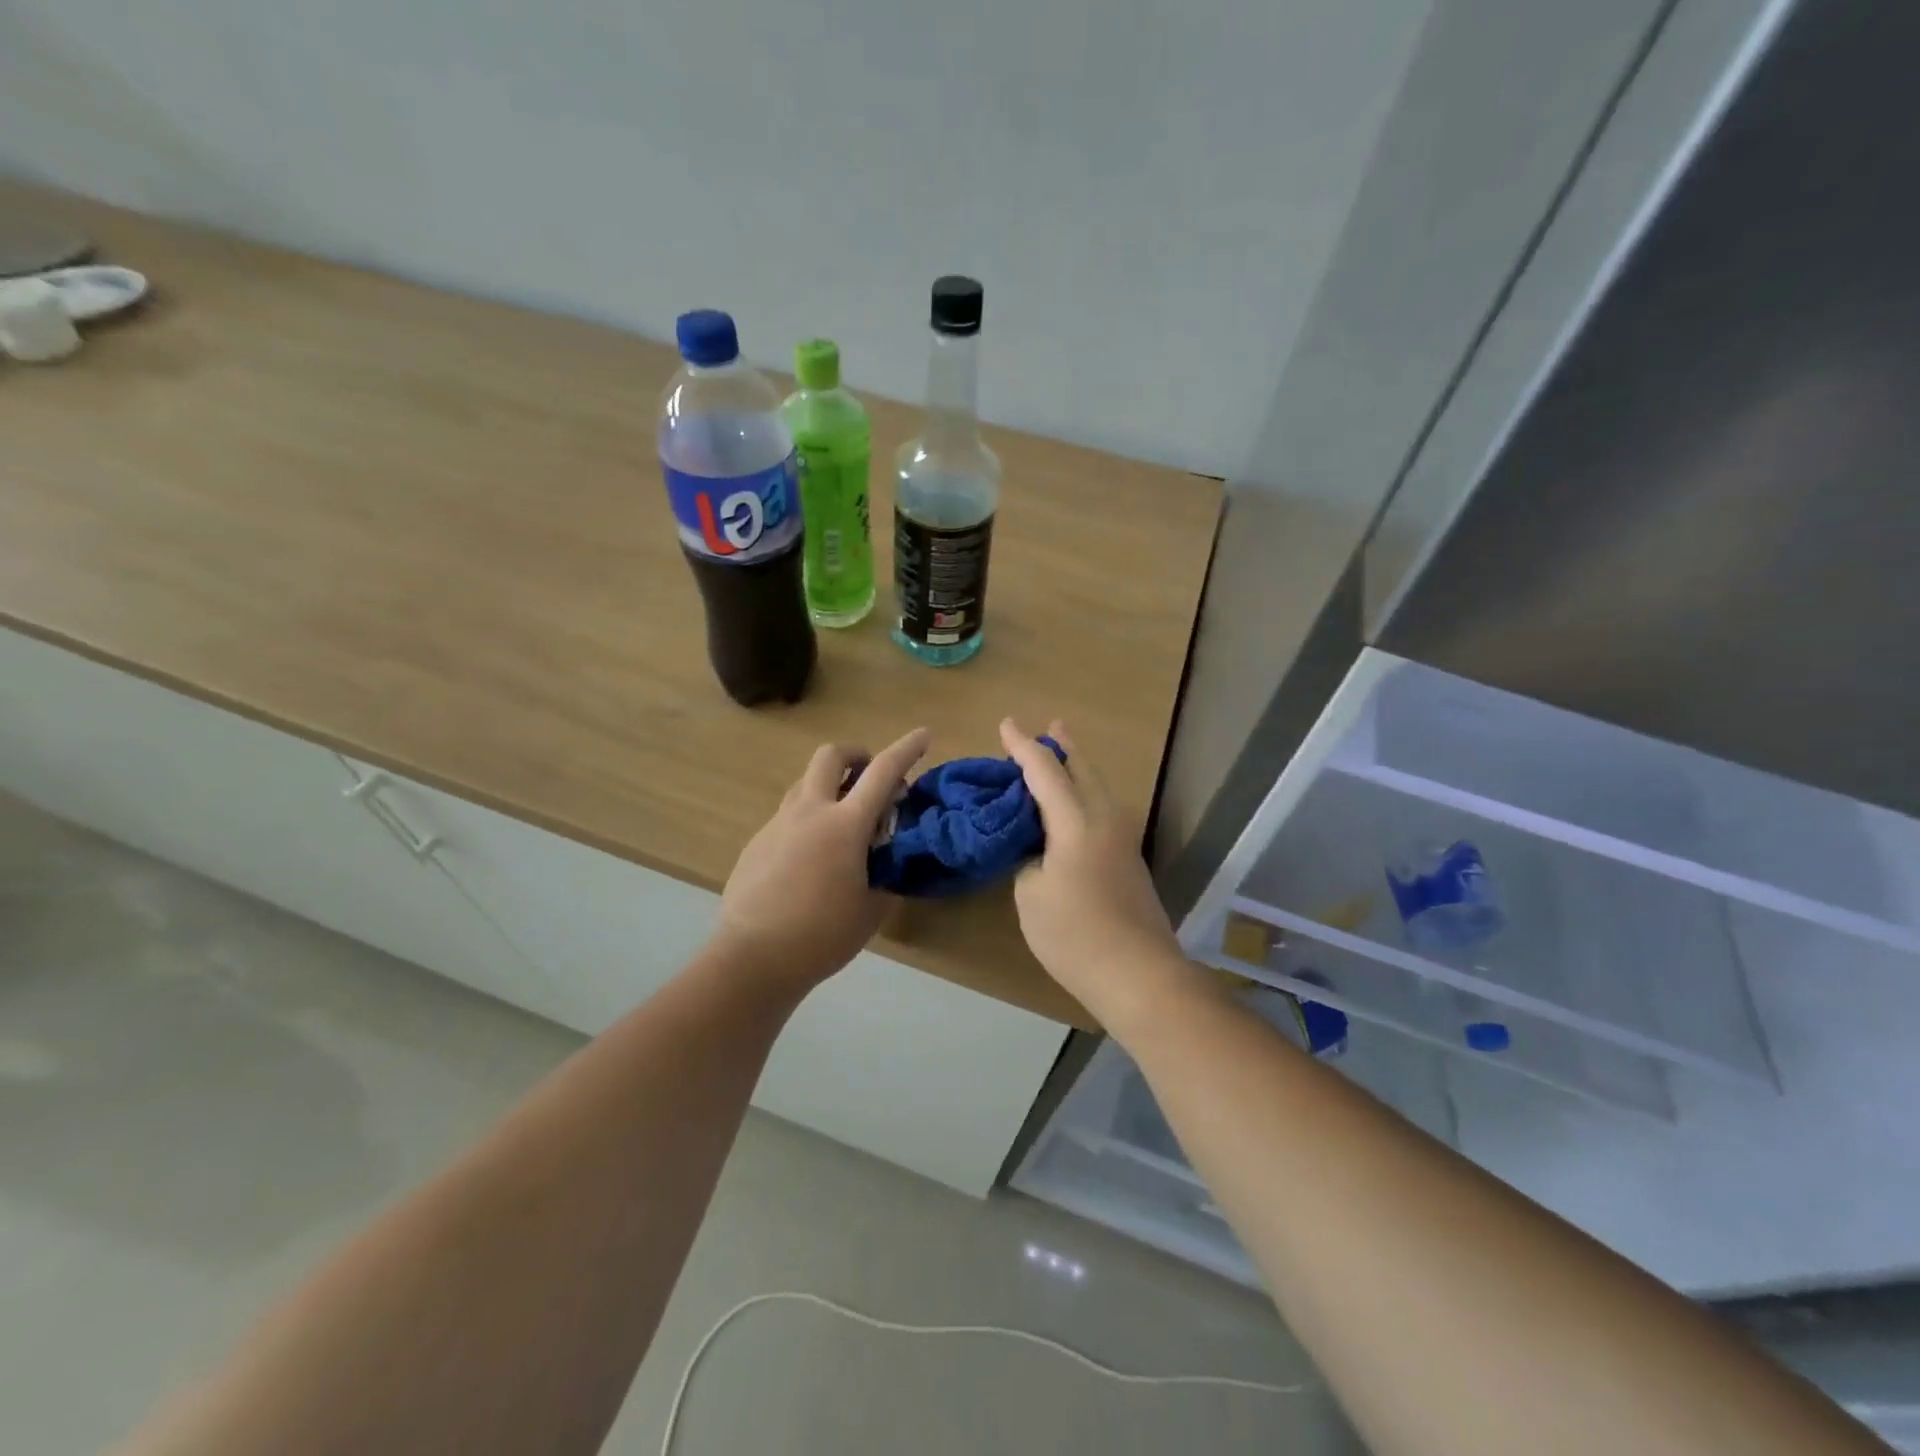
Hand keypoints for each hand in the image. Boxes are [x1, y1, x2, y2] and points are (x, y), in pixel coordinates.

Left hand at [715, 727, 930, 990]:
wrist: (753, 958)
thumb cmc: (822, 935)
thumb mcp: (872, 909)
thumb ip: (886, 874)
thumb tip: (886, 858)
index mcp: (844, 825)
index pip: (883, 771)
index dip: (907, 749)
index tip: (924, 735)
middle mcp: (809, 812)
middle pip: (831, 756)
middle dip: (856, 755)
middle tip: (870, 780)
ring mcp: (778, 824)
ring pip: (805, 783)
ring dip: (830, 787)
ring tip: (843, 823)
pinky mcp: (757, 842)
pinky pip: (787, 815)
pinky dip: (808, 819)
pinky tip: (811, 859)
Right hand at [999, 719, 1191, 1025]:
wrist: (1139, 974)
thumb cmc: (1075, 935)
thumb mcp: (1031, 896)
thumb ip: (1028, 860)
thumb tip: (1036, 850)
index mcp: (1076, 822)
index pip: (1045, 770)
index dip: (1022, 746)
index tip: (1005, 724)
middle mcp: (1105, 818)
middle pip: (1083, 769)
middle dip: (1063, 746)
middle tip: (1050, 726)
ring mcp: (1122, 838)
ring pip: (1098, 787)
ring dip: (1077, 768)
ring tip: (1063, 754)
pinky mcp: (1129, 859)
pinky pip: (1103, 808)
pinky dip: (1084, 793)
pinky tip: (1073, 805)